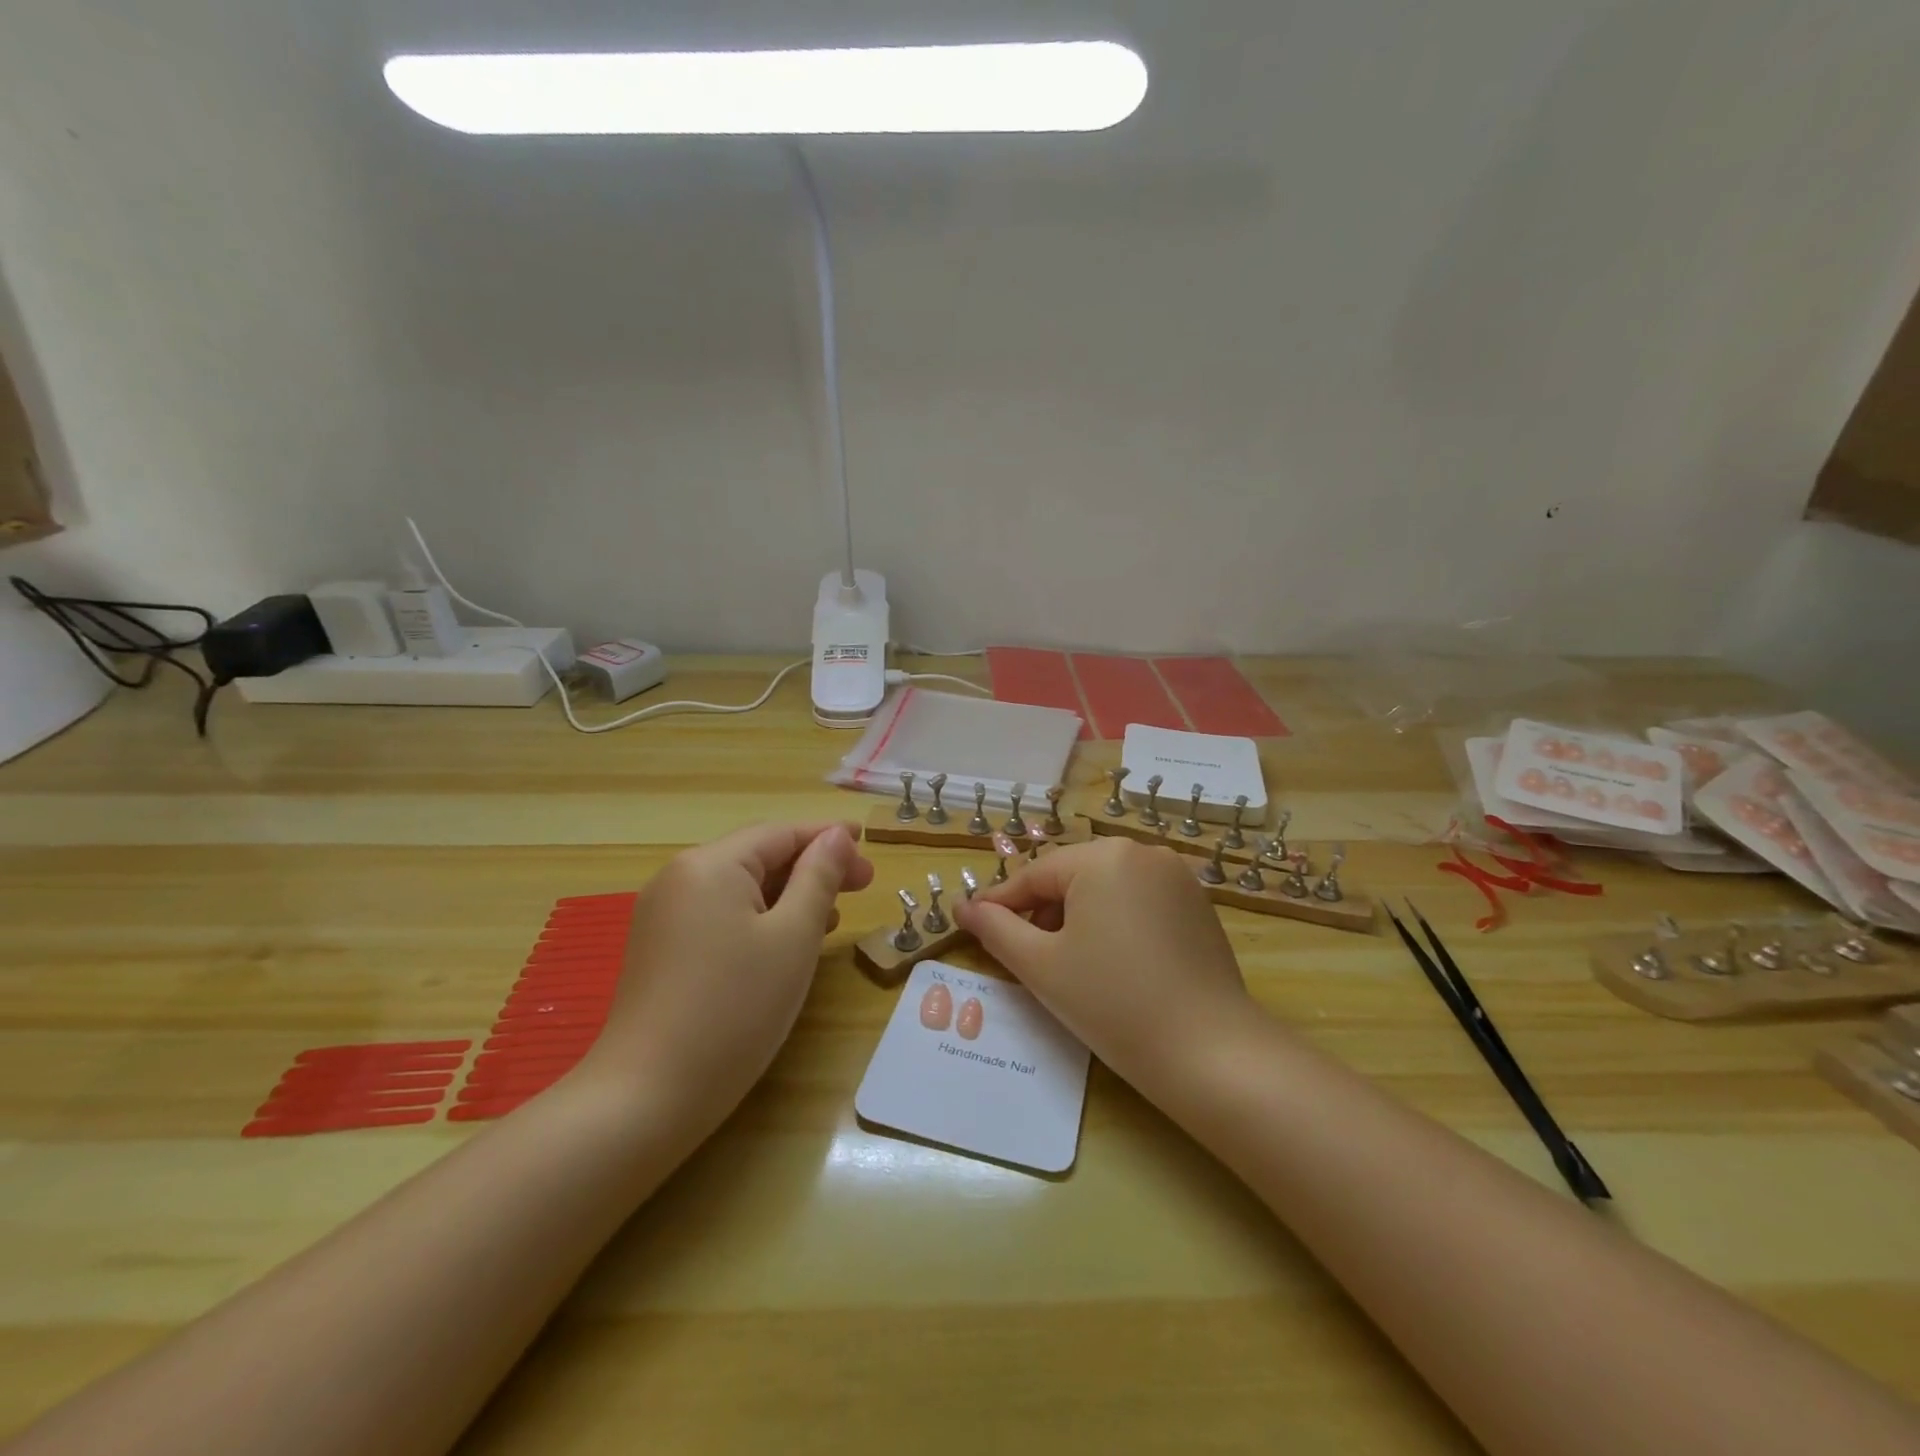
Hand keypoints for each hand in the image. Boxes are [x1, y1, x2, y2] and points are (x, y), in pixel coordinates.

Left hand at [578, 821, 873, 1142]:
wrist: (647, 1097)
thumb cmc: (735, 1009)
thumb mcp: (793, 938)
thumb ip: (818, 878)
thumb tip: (836, 836)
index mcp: (710, 865)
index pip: (781, 833)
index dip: (828, 837)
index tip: (869, 845)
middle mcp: (680, 877)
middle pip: (759, 856)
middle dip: (813, 867)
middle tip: (863, 885)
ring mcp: (663, 914)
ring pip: (741, 888)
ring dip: (790, 894)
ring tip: (834, 914)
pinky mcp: (660, 948)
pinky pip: (720, 915)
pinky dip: (760, 918)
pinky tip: (787, 941)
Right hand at [954, 837, 1256, 1089]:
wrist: (1210, 1053)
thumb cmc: (1112, 1003)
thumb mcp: (1040, 966)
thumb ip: (996, 929)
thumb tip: (964, 907)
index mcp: (1103, 857)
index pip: (1035, 875)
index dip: (1001, 903)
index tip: (973, 925)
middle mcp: (1142, 852)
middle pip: (1072, 877)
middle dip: (1043, 912)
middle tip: (1025, 955)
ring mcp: (1177, 876)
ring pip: (1106, 888)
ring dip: (1078, 917)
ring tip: (1067, 963)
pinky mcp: (1198, 903)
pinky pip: (1139, 900)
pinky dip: (1115, 922)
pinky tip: (1112, 962)